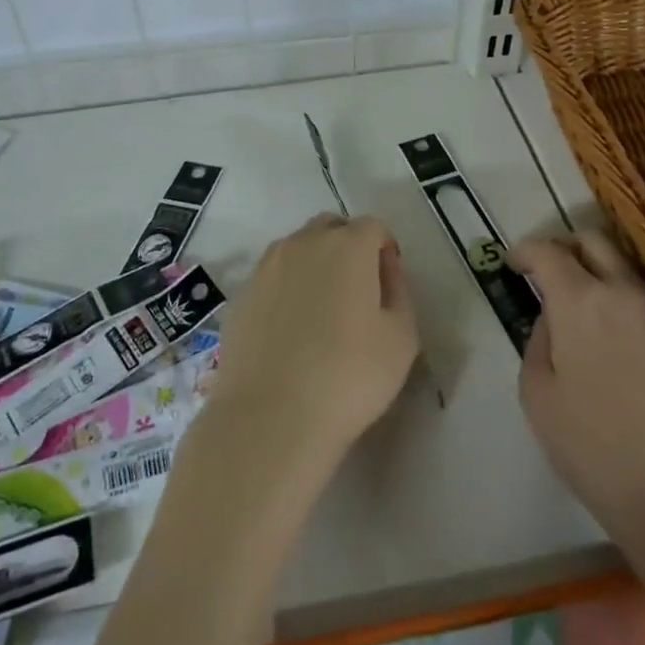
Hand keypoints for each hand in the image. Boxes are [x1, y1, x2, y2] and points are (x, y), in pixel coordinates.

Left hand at [211, 214, 418, 467]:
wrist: (271, 416)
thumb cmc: (349, 377)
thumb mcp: (402, 338)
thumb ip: (398, 292)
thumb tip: (383, 270)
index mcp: (348, 245)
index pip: (373, 228)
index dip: (384, 251)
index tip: (387, 286)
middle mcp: (304, 243)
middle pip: (331, 229)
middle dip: (348, 249)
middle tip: (356, 293)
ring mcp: (266, 266)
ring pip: (298, 249)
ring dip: (314, 265)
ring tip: (321, 312)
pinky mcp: (242, 294)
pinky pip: (272, 277)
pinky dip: (286, 289)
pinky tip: (290, 330)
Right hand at [513, 233, 644, 549]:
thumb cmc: (594, 445)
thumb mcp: (538, 392)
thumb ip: (539, 338)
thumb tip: (553, 317)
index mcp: (581, 299)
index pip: (548, 250)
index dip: (524, 251)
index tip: (512, 265)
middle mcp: (624, 289)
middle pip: (593, 239)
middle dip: (563, 247)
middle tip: (545, 272)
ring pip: (622, 261)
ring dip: (594, 266)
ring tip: (575, 297)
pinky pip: (640, 289)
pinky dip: (616, 288)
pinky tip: (605, 320)